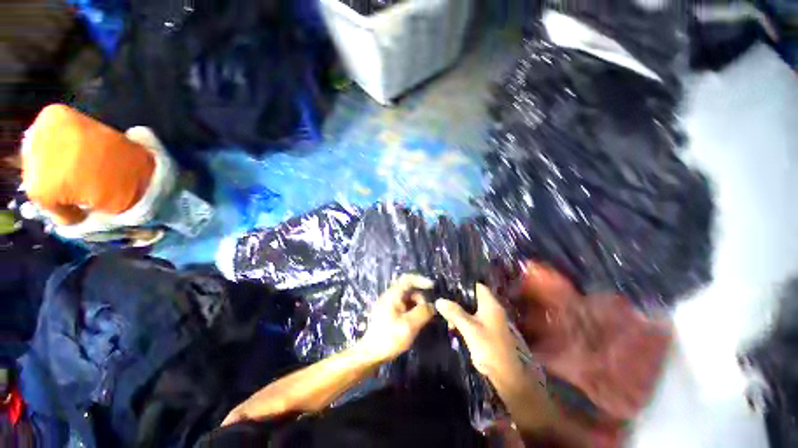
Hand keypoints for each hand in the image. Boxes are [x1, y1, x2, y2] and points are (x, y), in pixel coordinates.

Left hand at [357, 274, 435, 363]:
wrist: (370, 355)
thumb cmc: (389, 338)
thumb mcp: (409, 325)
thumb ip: (423, 312)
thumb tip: (432, 306)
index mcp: (392, 295)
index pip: (407, 279)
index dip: (421, 280)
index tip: (432, 287)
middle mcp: (390, 297)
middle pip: (409, 290)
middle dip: (421, 298)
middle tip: (430, 312)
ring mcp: (388, 306)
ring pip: (407, 300)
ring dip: (418, 306)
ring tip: (426, 320)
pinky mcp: (389, 315)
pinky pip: (404, 308)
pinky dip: (413, 312)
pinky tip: (418, 323)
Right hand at [436, 284, 530, 381]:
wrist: (505, 374)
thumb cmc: (488, 346)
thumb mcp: (468, 328)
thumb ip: (454, 312)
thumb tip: (439, 300)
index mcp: (490, 304)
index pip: (476, 285)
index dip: (462, 284)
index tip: (447, 286)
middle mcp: (491, 308)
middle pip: (472, 297)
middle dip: (457, 300)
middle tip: (443, 302)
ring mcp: (490, 320)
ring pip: (471, 309)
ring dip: (459, 312)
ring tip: (446, 318)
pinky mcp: (488, 330)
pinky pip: (473, 319)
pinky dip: (463, 321)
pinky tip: (453, 327)